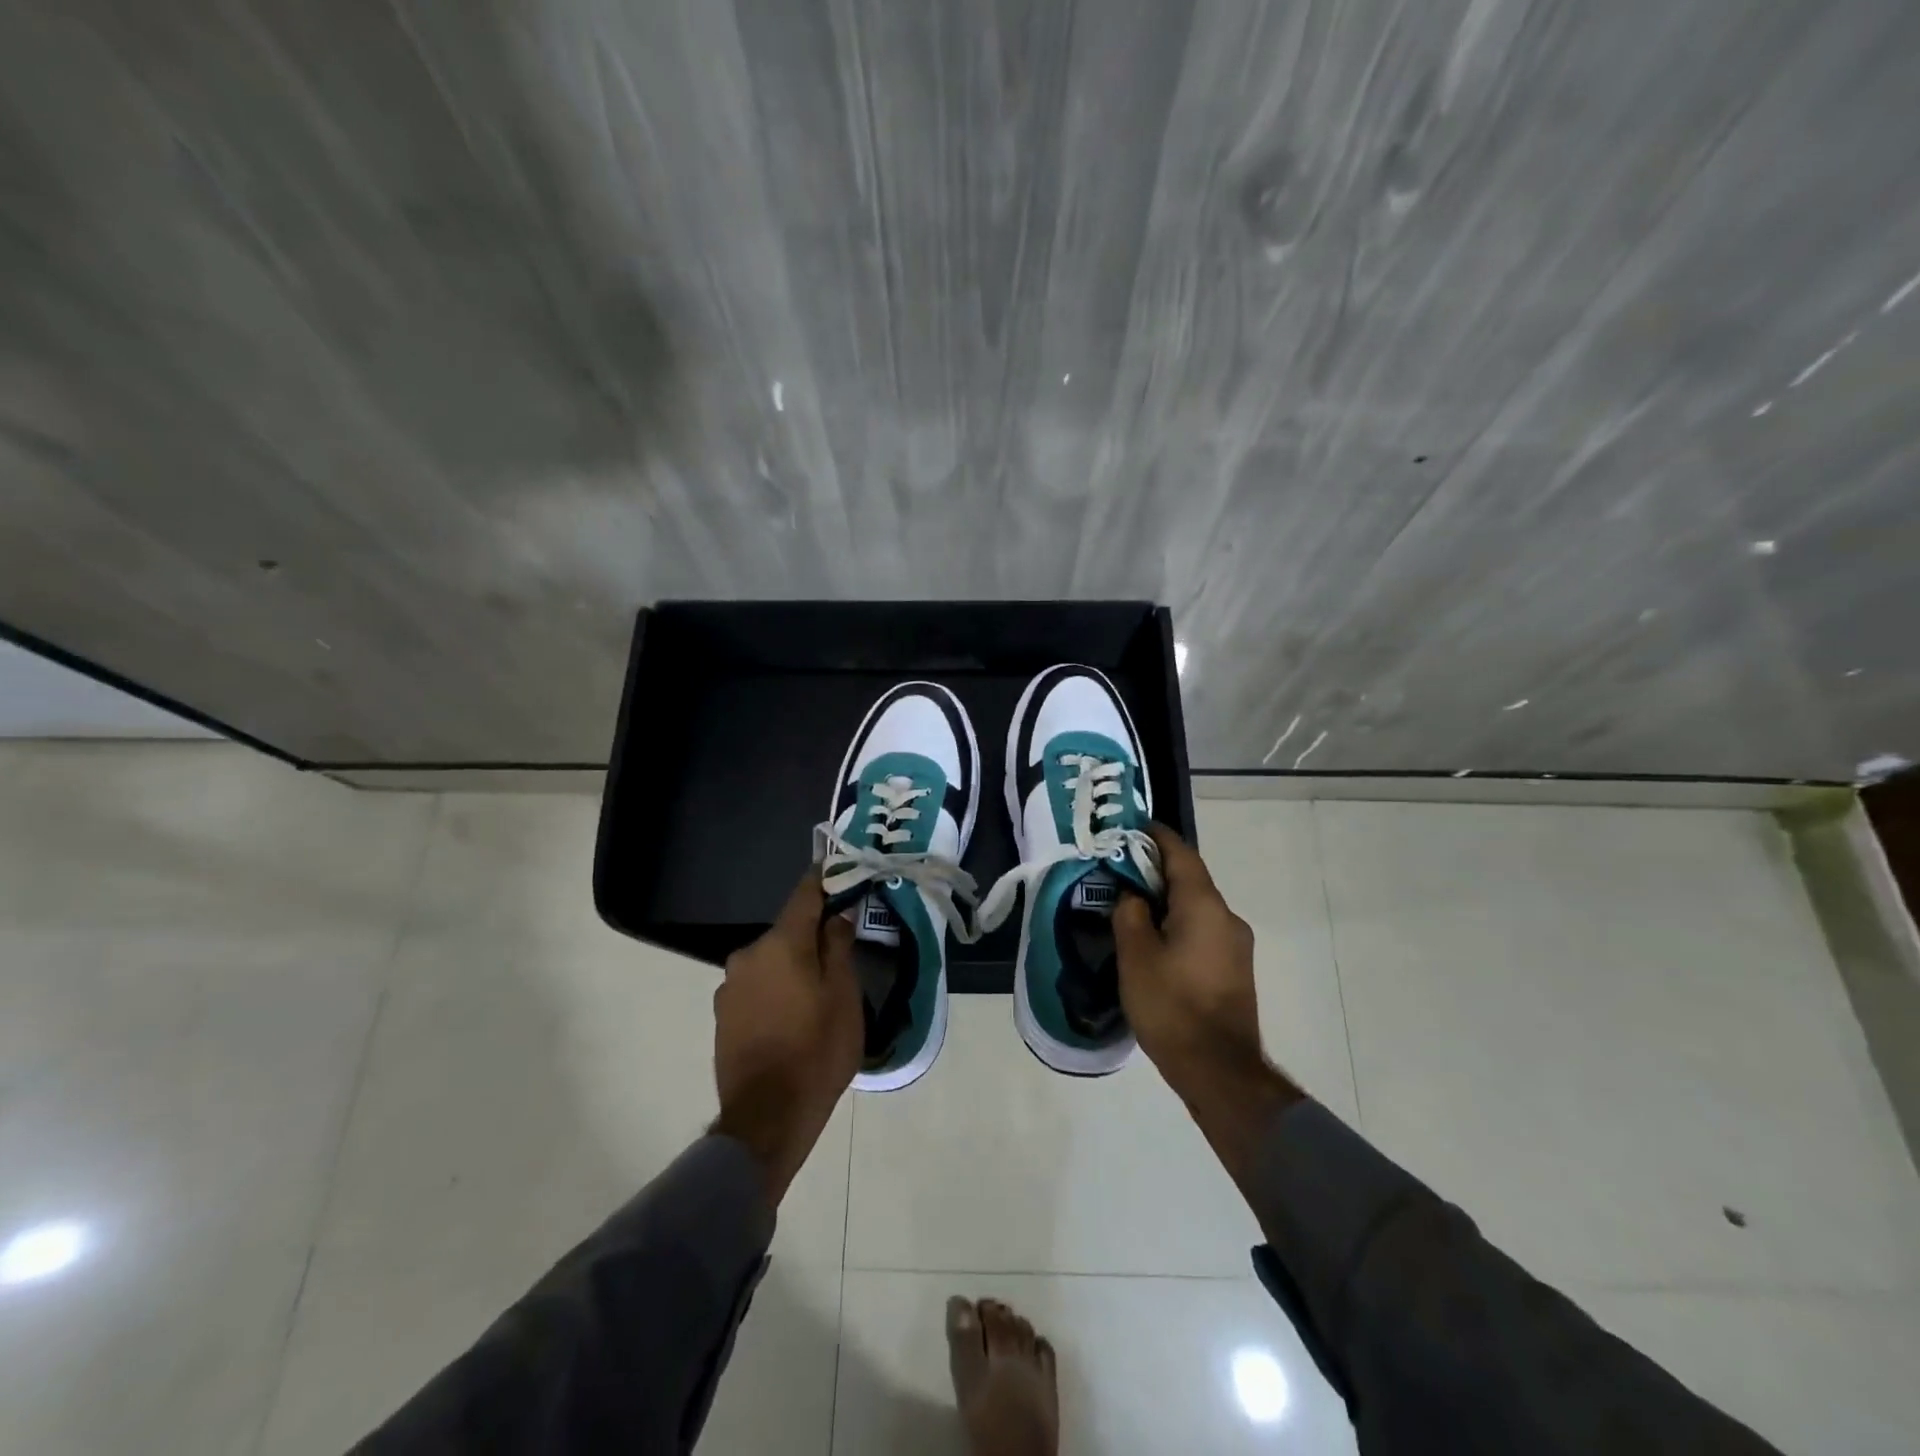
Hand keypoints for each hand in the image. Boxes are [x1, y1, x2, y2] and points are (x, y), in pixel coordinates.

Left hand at [711, 869, 860, 1205]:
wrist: (766, 1119)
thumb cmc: (816, 1051)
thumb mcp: (843, 996)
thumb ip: (839, 947)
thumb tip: (837, 914)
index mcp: (781, 943)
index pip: (804, 894)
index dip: (824, 879)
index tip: (841, 870)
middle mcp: (748, 954)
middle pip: (787, 931)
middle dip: (813, 934)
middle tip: (841, 950)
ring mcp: (730, 985)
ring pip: (771, 960)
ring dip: (793, 965)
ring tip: (818, 991)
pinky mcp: (722, 1014)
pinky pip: (757, 986)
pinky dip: (776, 988)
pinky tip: (792, 1015)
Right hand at [1112, 826, 1302, 1171]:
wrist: (1219, 1069)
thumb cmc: (1171, 1006)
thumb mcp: (1136, 956)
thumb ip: (1130, 914)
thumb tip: (1133, 896)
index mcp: (1204, 906)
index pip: (1180, 854)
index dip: (1156, 836)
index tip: (1134, 826)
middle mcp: (1227, 917)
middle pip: (1189, 880)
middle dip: (1156, 870)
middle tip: (1120, 869)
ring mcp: (1236, 944)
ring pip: (1196, 907)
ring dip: (1167, 900)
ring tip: (1132, 906)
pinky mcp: (1235, 968)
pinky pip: (1203, 930)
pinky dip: (1179, 923)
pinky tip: (1155, 940)